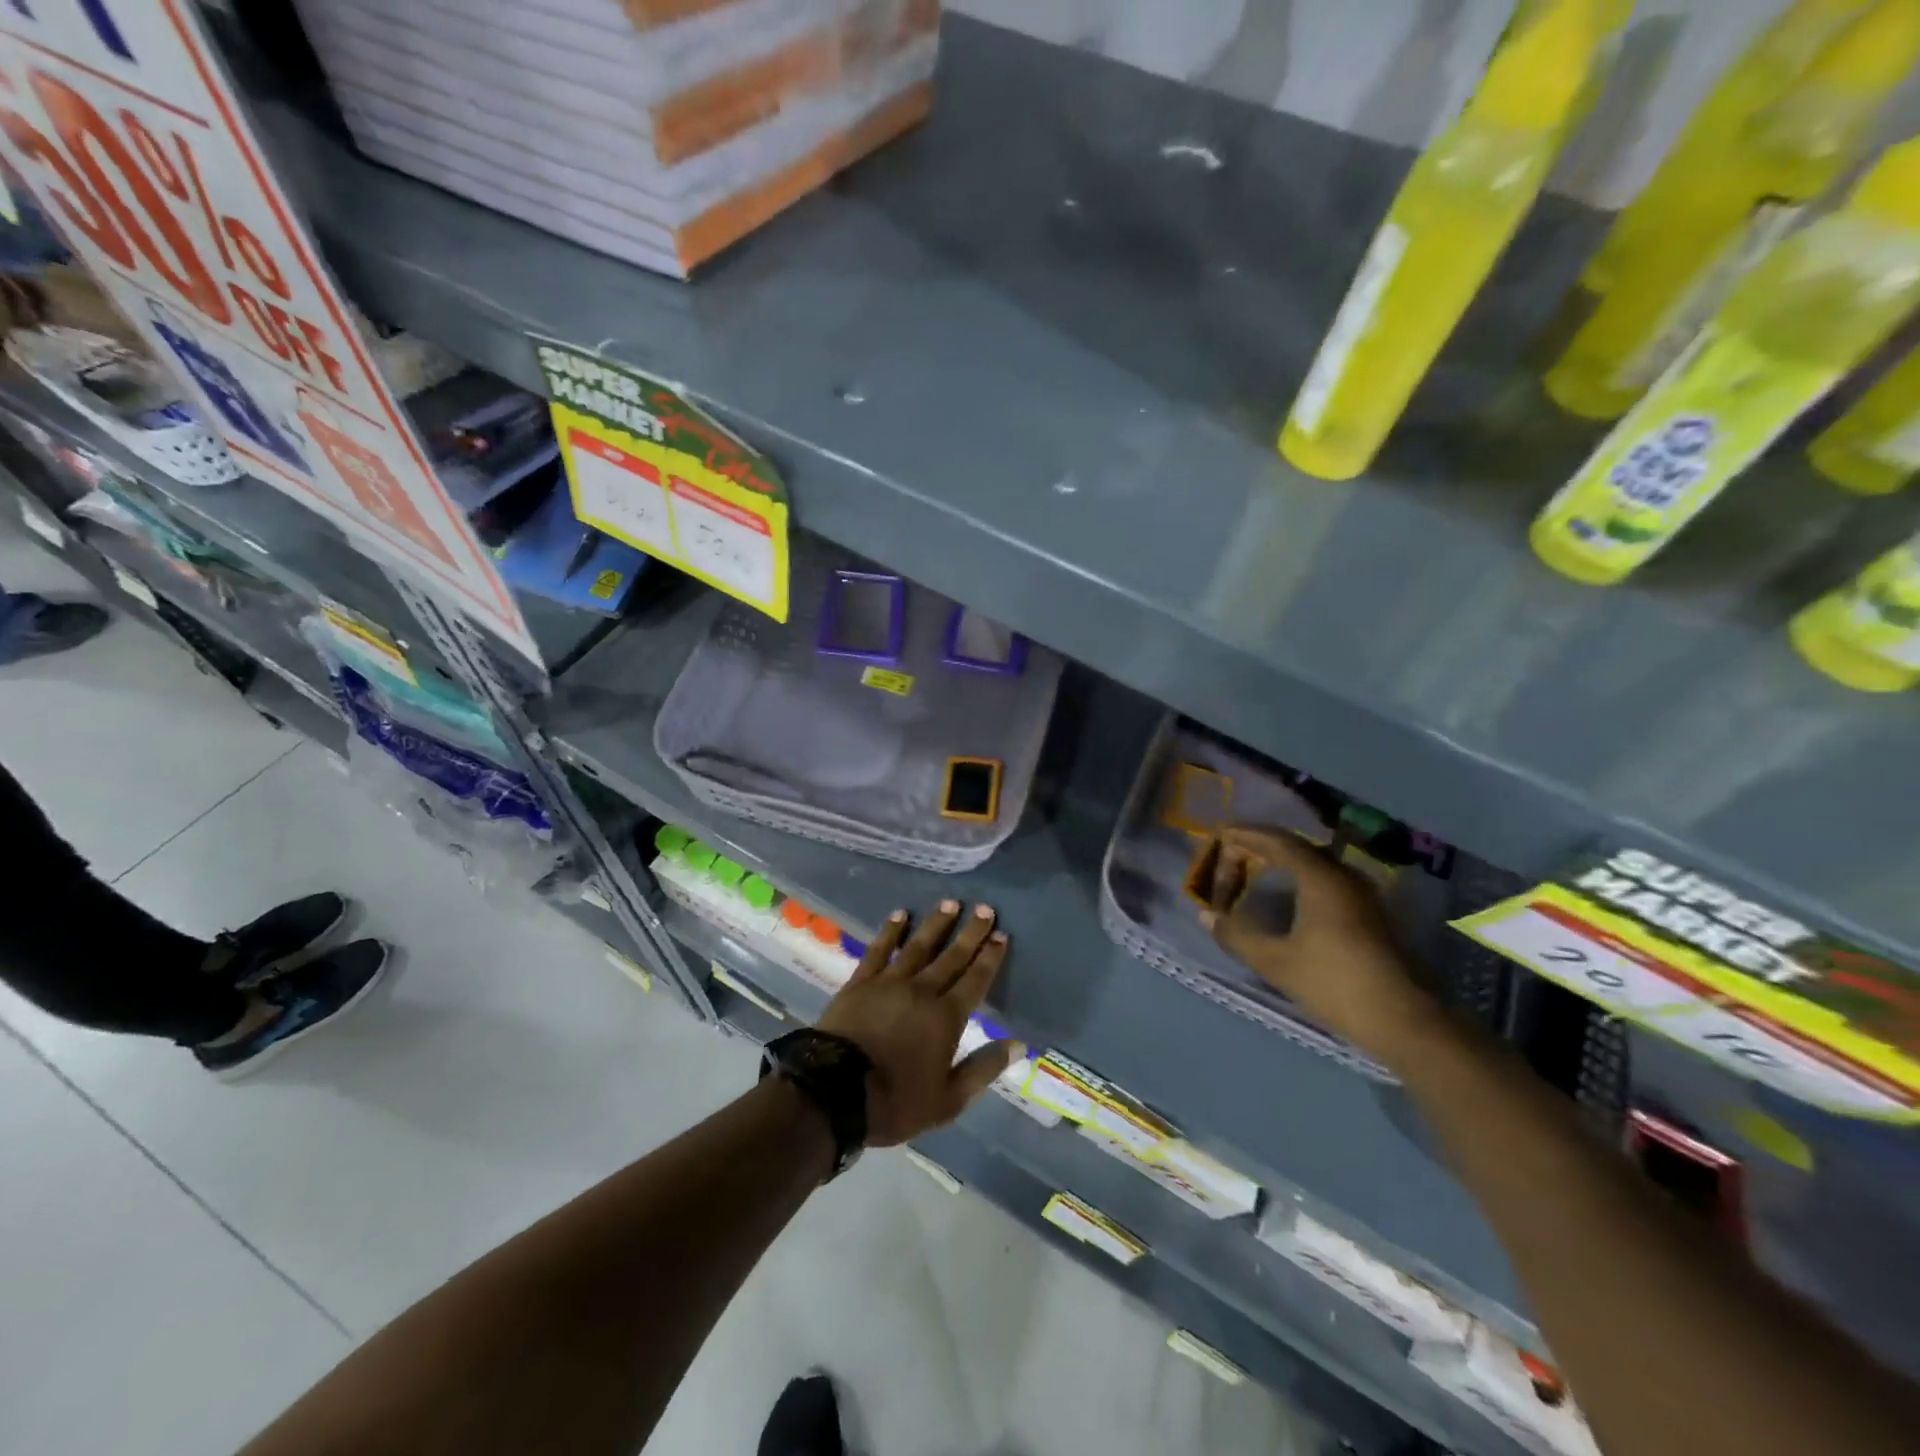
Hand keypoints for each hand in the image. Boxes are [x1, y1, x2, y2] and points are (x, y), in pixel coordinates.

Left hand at [817, 900, 1022, 1146]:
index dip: (990, 957)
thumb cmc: (896, 1101)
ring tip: (950, 902)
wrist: (834, 1093)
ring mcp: (889, 982)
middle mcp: (922, 990)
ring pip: (918, 946)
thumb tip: (1019, 1043)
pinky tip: (899, 914)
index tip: (1001, 935)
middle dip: (971, 932)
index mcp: (947, 1017)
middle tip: (985, 908)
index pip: (975, 980)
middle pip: (952, 956)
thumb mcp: (949, 1099)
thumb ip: (984, 1068)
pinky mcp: (860, 982)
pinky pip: (879, 949)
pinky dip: (890, 931)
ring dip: (936, 923)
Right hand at [1199, 827, 1434, 1055]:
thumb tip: (1208, 916)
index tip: (1222, 833)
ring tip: (1257, 870)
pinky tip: (1290, 897)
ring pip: (1316, 865)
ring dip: (1285, 863)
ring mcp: (1363, 896)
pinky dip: (1301, 878)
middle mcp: (1345, 877)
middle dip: (1264, 847)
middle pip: (1299, 848)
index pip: (1279, 842)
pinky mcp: (1372, 915)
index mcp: (1321, 878)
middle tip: (1235, 852)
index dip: (1248, 835)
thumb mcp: (1276, 962)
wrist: (1404, 1021)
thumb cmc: (1335, 984)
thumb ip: (1237, 935)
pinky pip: (1328, 880)